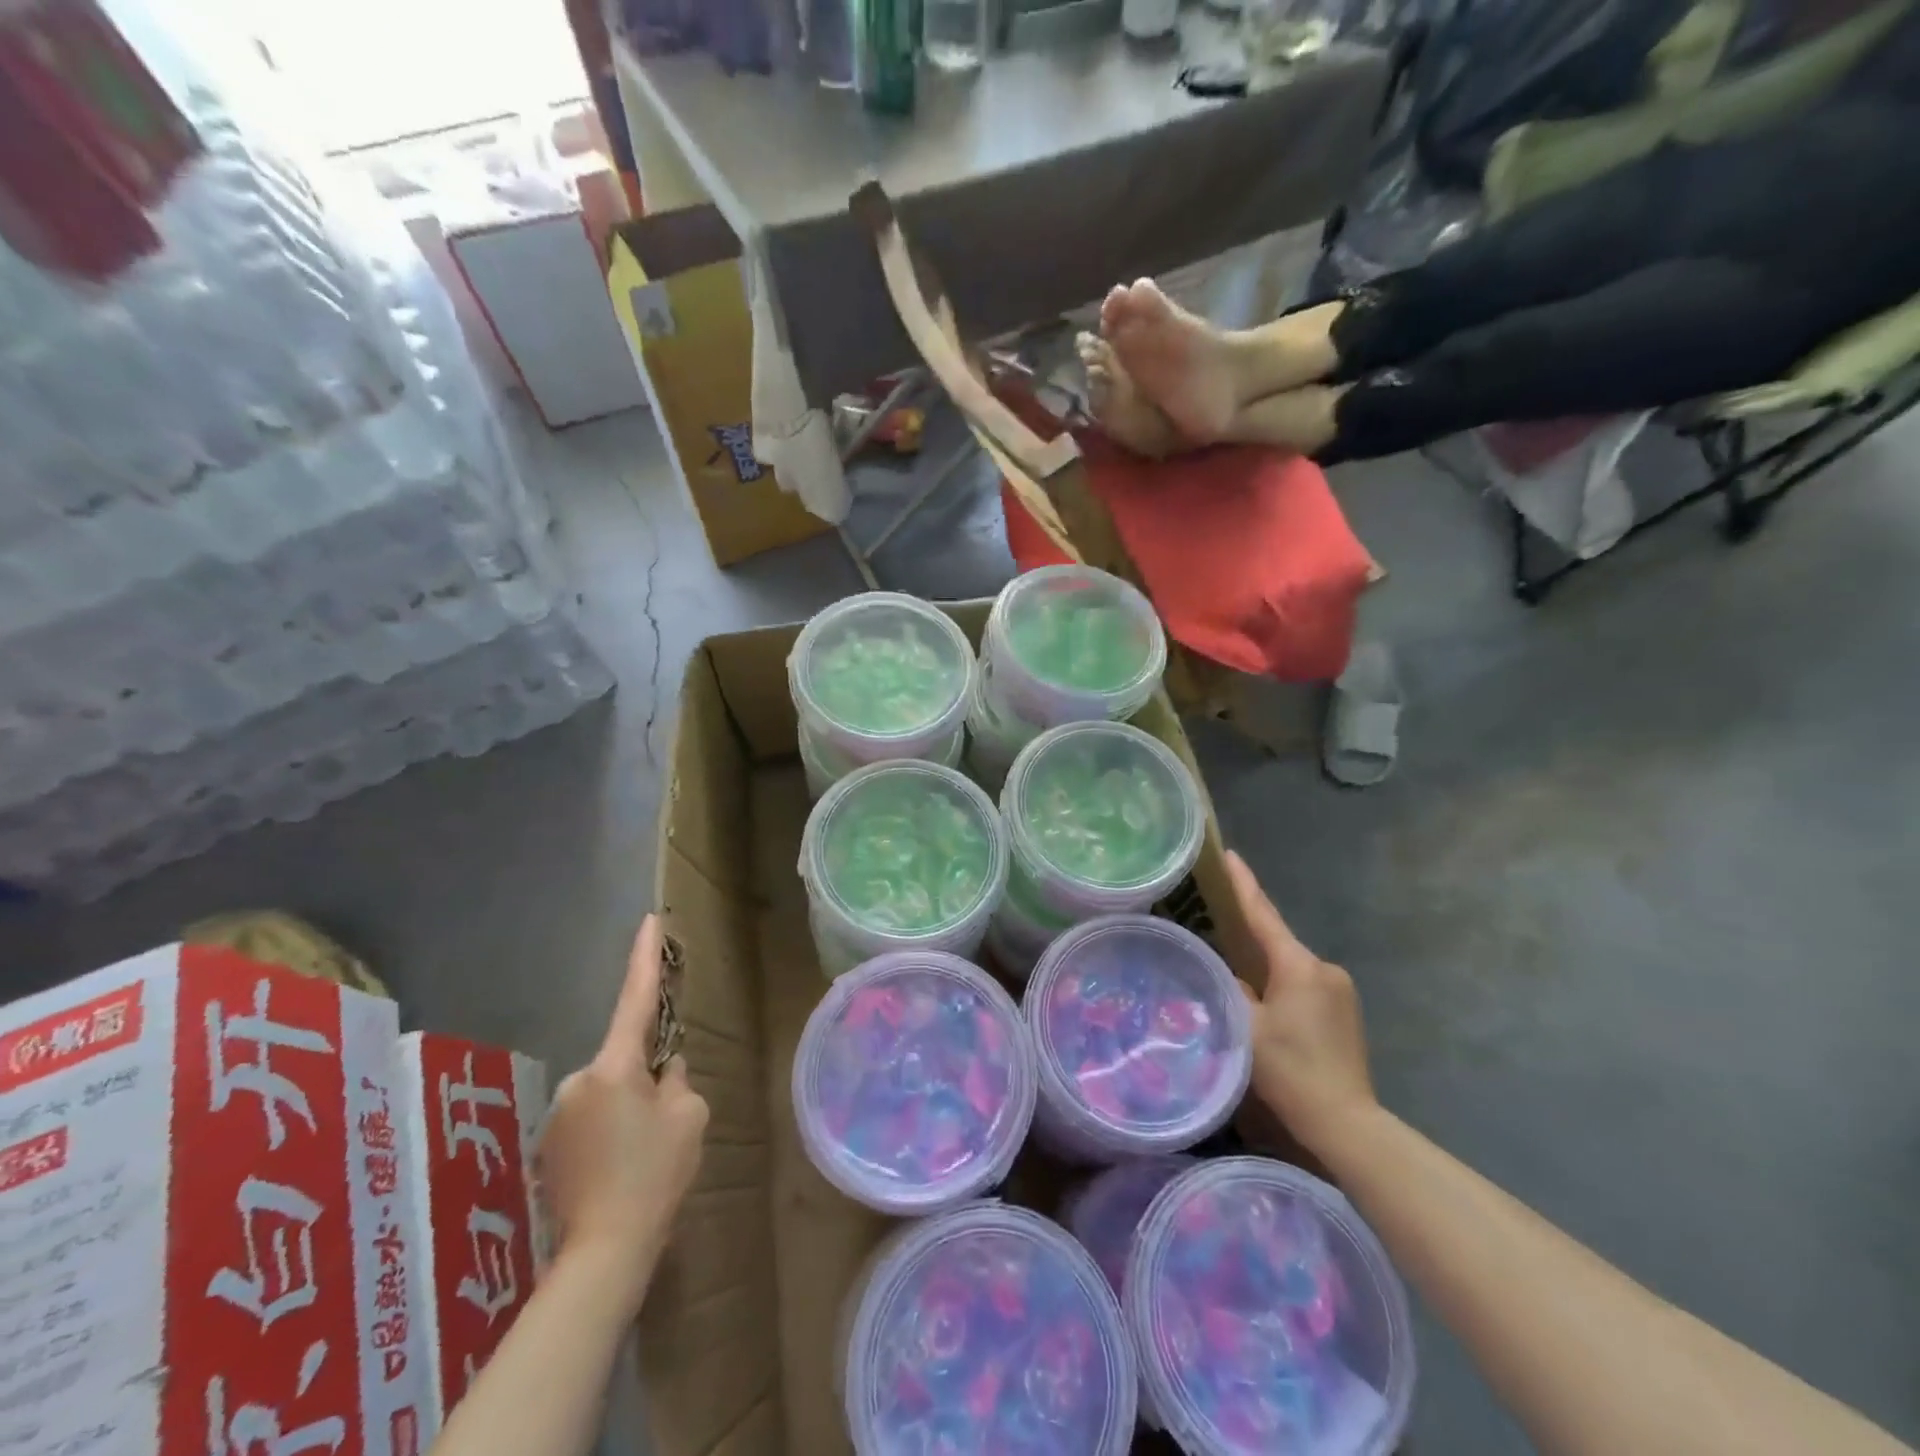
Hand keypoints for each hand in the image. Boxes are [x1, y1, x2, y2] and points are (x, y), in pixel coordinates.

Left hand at [537, 916, 707, 1312]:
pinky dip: (609, 1131)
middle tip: (664, 1120)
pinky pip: (591, 1119)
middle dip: (645, 1076)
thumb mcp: (689, 1117)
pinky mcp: (549, 1146)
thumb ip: (678, 1081)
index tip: (649, 921)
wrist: (605, 1250)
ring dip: (626, 1107)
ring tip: (642, 1154)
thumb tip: (666, 1071)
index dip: (644, 958)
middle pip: (623, 1059)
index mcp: (615, 1066)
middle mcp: (579, 1080)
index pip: (635, 999)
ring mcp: (559, 1114)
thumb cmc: (655, 1174)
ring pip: (608, 1092)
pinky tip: (620, 1169)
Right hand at [1226, 851, 1377, 1159]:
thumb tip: (1224, 972)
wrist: (1346, 1122)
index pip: (1263, 915)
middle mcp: (1325, 968)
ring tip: (1237, 975)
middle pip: (1277, 941)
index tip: (1229, 855)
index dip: (1243, 884)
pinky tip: (1267, 1002)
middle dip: (1249, 934)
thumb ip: (1230, 989)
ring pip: (1290, 965)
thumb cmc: (1290, 1071)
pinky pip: (1304, 983)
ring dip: (1266, 966)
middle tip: (1217, 924)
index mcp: (1298, 966)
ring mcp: (1341, 990)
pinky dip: (1282, 983)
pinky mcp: (1346, 1011)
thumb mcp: (1245, 1027)